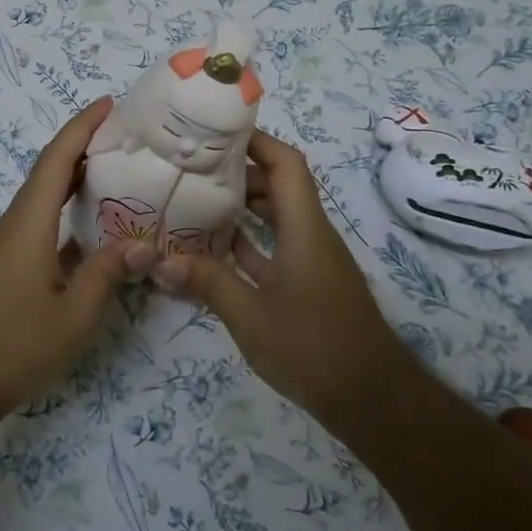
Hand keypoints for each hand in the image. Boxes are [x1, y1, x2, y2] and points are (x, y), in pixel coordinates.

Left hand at [0, 97, 154, 422]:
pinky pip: (39, 223)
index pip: (56, 160)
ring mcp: (5, 246)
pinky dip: (66, 212)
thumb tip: (143, 244)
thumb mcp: (73, 314)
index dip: (81, 128)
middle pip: (48, 172)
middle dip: (82, 146)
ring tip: (116, 173)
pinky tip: (92, 229)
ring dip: (74, 179)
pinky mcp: (4, 266)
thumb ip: (107, 273)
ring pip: (42, 199)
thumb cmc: (13, 346)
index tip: (108, 103)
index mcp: (28, 224)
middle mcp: (13, 224)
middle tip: (124, 136)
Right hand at [154, 128, 395, 419]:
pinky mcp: (307, 284)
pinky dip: (247, 241)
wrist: (370, 399)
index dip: (256, 140)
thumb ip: (208, 282)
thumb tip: (161, 261)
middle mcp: (311, 234)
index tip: (216, 131)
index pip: (286, 164)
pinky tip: (213, 246)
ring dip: (241, 206)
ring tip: (195, 198)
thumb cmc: (313, 347)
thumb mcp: (251, 314)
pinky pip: (274, 247)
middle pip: (278, 185)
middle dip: (238, 170)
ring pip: (276, 217)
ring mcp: (310, 260)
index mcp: (305, 228)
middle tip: (192, 165)